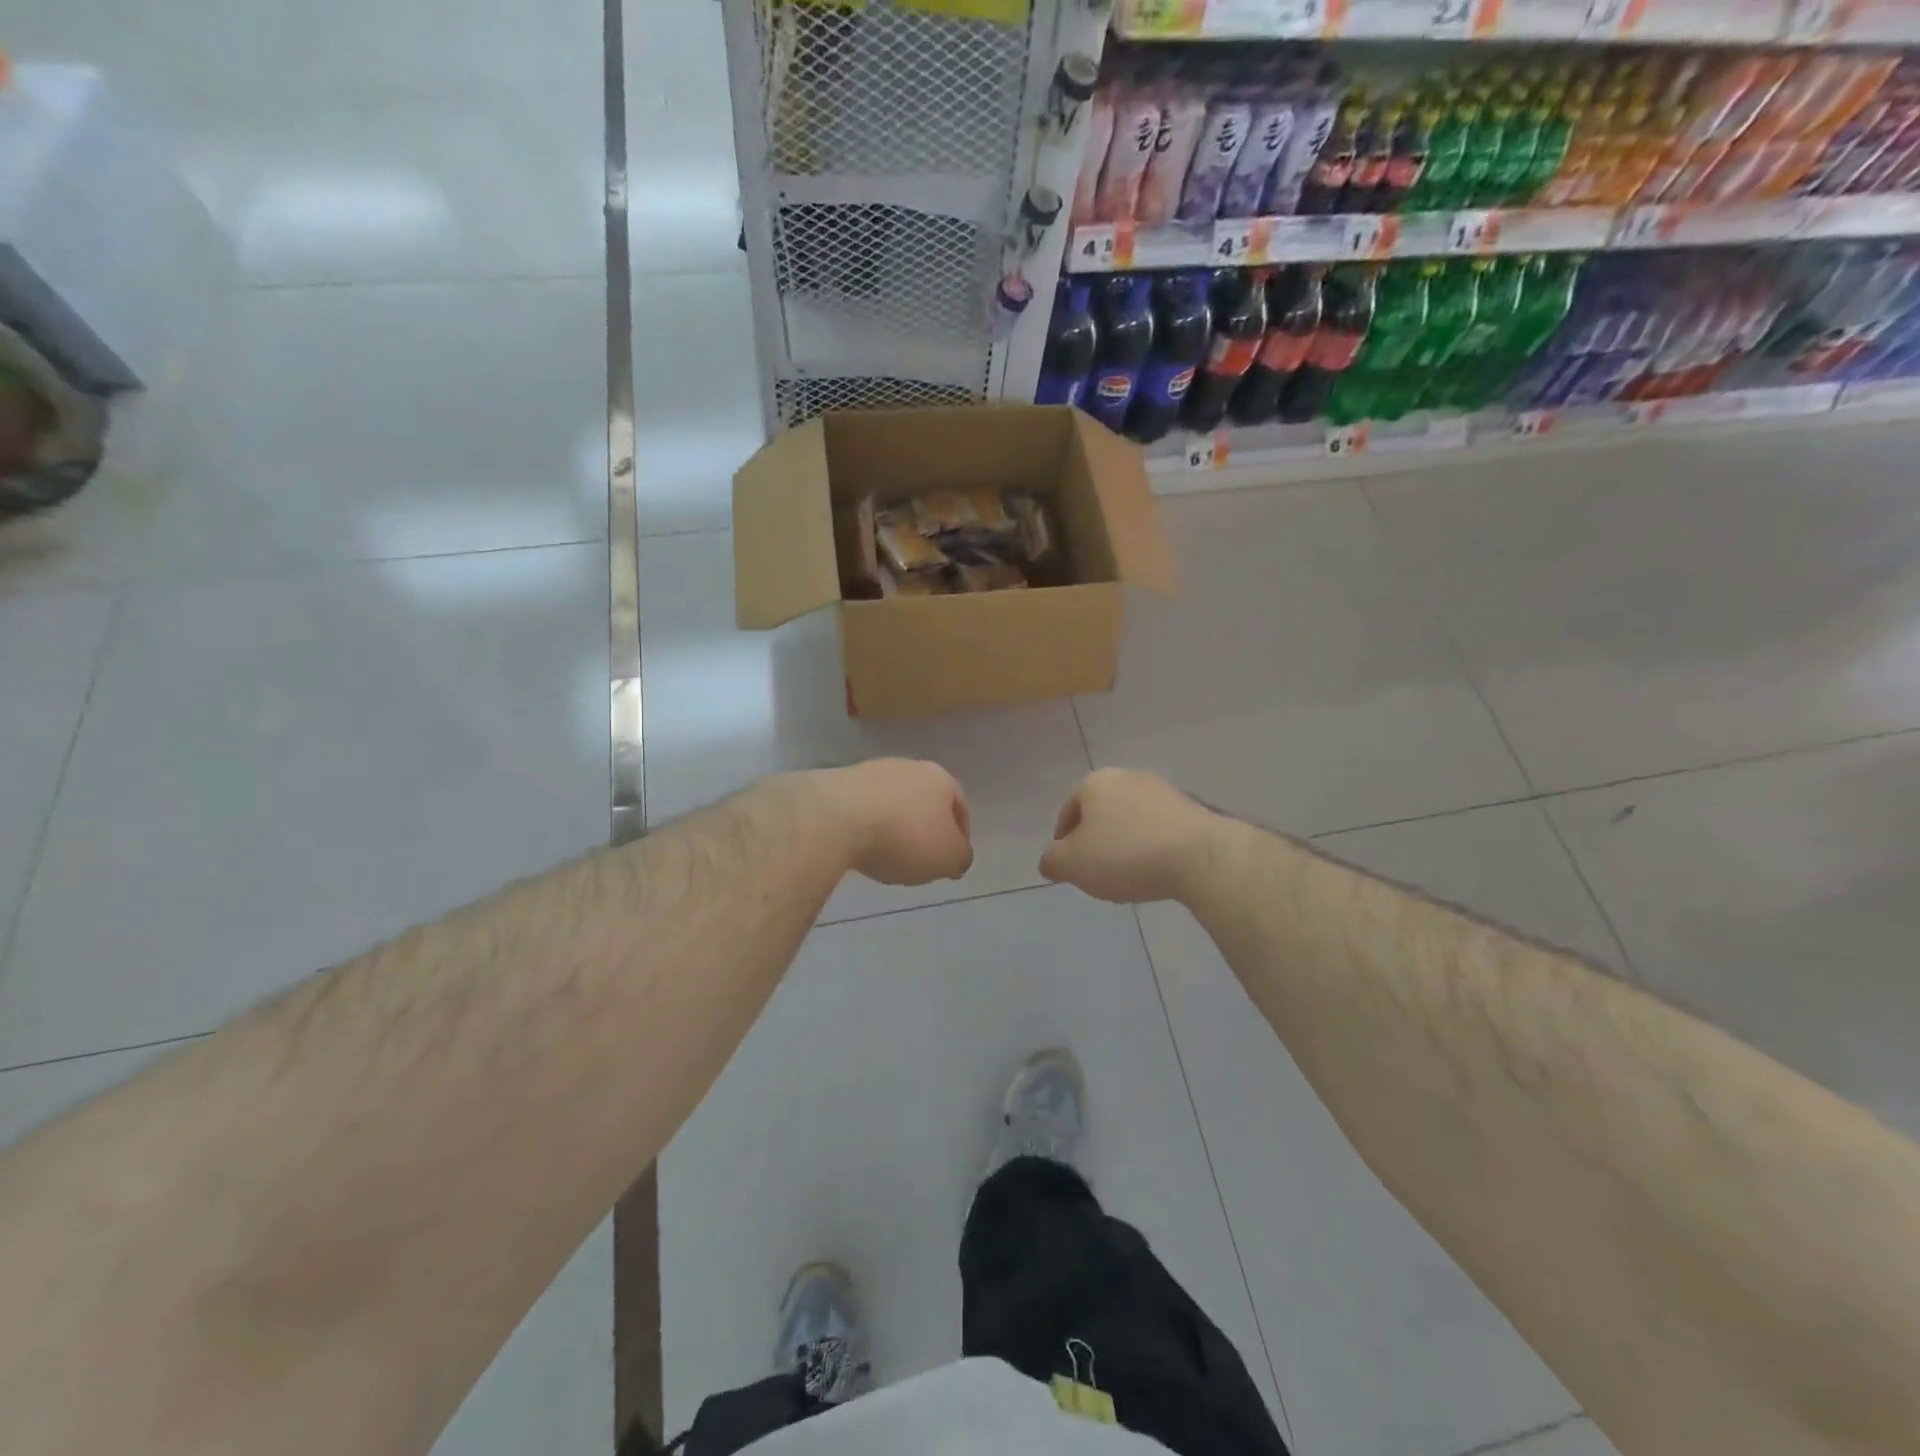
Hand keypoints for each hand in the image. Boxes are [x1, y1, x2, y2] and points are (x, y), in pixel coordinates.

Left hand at [814, 759, 972, 885]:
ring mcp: (871, 771)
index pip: (960, 807)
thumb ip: (960, 857)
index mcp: (941, 779)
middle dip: (925, 829)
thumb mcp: (948, 858)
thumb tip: (957, 856)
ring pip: (892, 803)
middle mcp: (909, 766)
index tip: (952, 862)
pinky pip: (862, 809)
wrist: (835, 818)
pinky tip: (859, 847)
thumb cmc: (904, 837)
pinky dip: (865, 827)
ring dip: (893, 827)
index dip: (960, 836)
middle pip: (924, 802)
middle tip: (921, 859)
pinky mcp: (839, 782)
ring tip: (886, 856)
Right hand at [1040, 768, 1219, 904]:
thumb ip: (1052, 860)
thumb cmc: (1126, 855)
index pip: (1067, 814)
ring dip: (1124, 849)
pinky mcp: (1191, 808)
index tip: (1071, 872)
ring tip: (1129, 881)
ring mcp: (1162, 790)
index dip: (1063, 845)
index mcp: (1094, 783)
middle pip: (1100, 817)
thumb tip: (1050, 861)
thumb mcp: (1072, 864)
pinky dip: (1151, 849)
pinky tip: (1156, 873)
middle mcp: (1127, 777)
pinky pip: (1158, 831)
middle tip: (1098, 878)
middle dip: (1096, 846)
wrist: (1201, 856)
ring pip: (1130, 823)